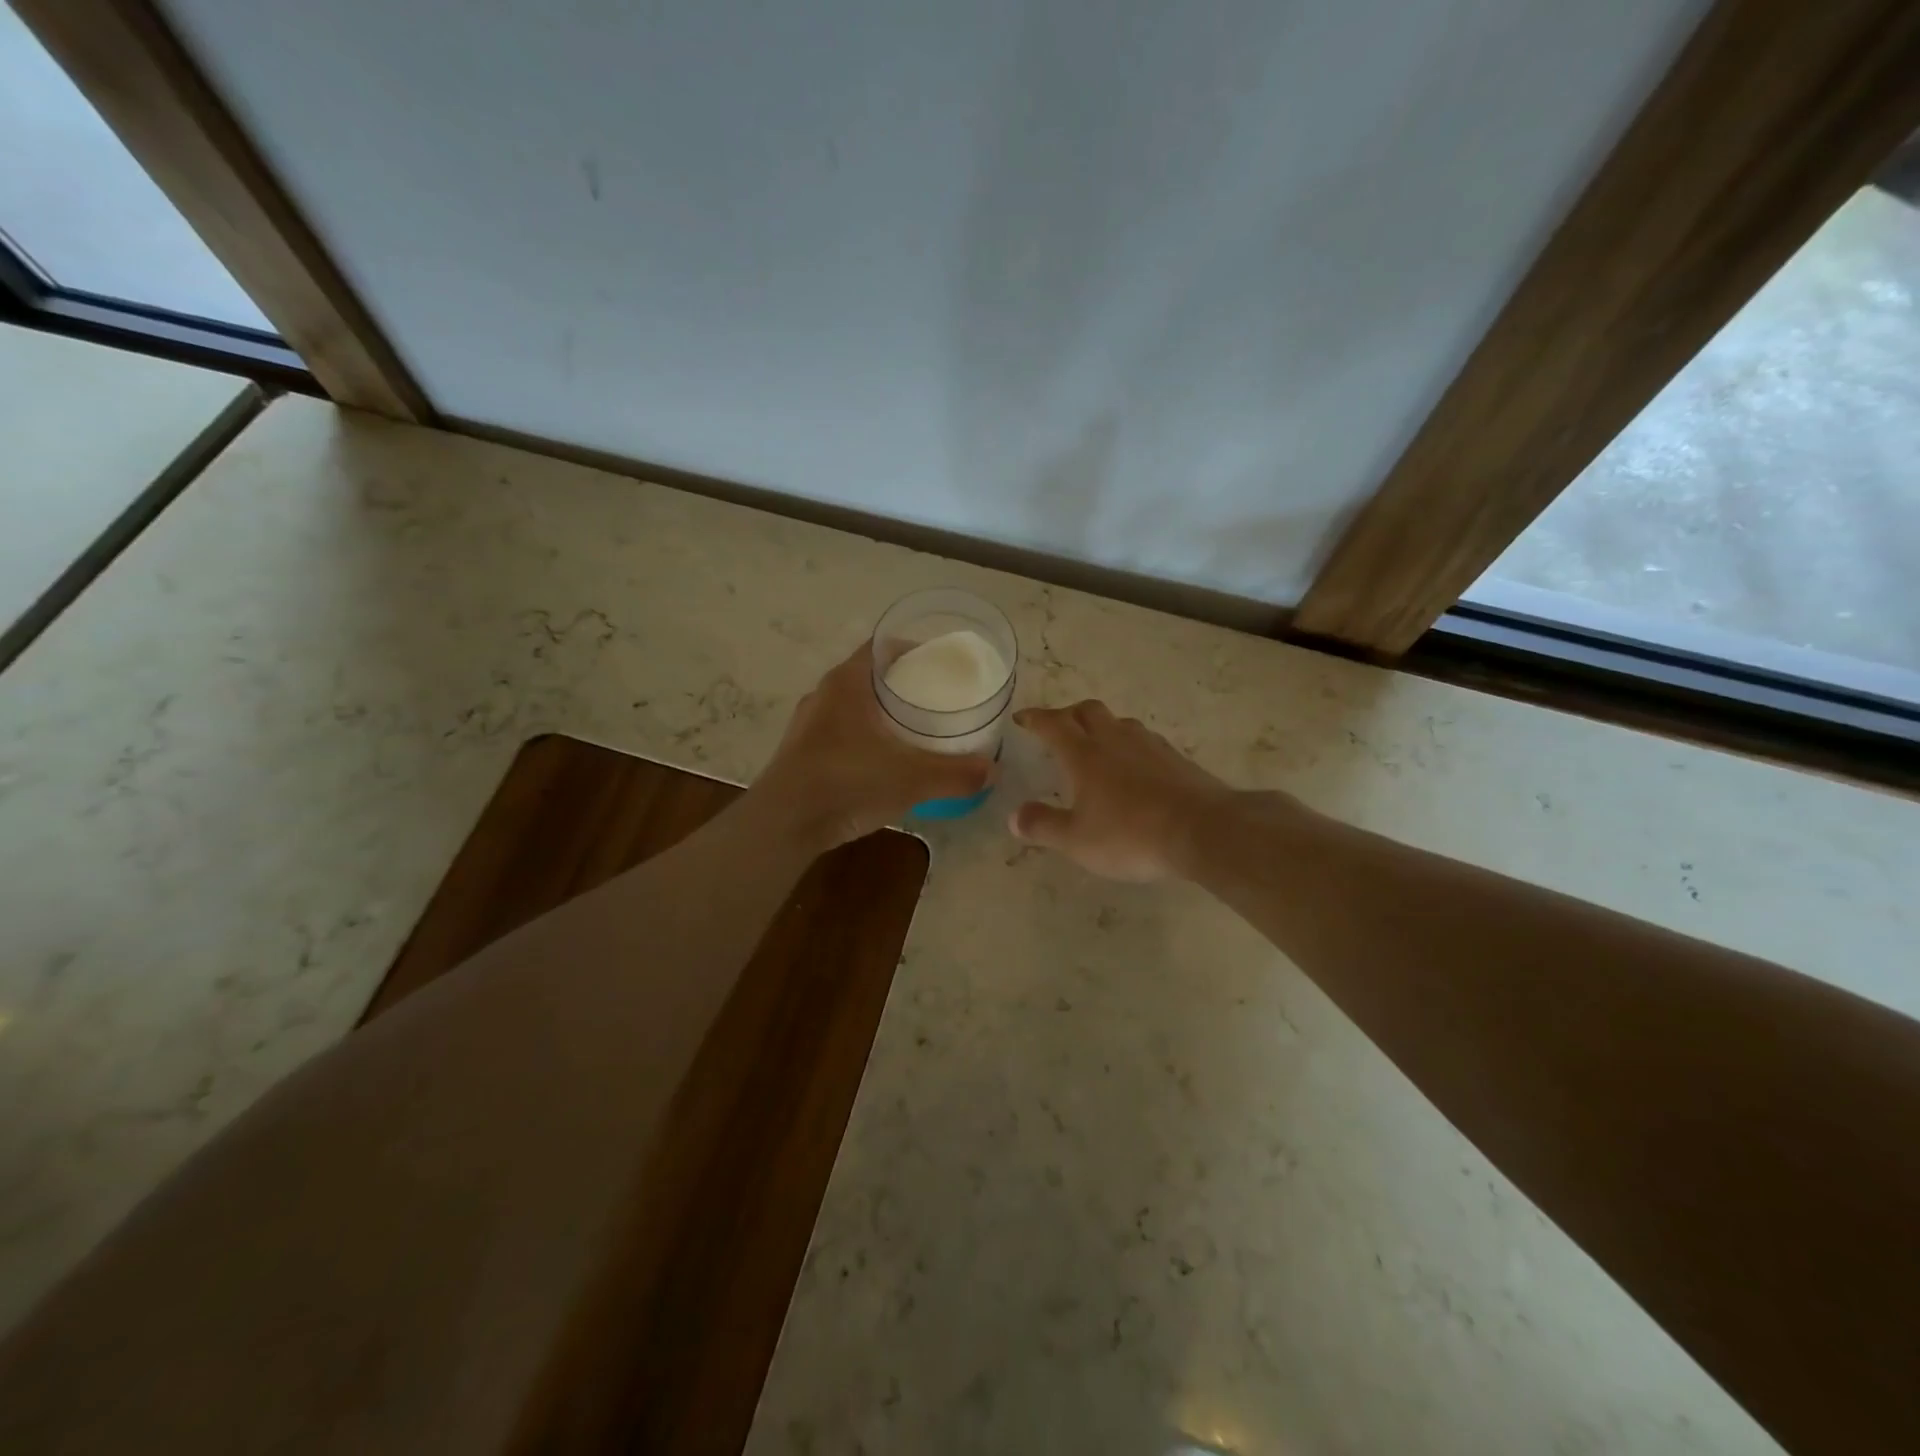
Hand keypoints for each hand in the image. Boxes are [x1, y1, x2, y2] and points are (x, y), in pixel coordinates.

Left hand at [752, 641, 995, 852]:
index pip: (883, 647)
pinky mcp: (802, 753)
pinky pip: (843, 733)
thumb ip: (954, 773)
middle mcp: (824, 695)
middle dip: (904, 684)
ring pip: (855, 707)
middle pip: (871, 676)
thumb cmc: (846, 782)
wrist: (783, 825)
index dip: (914, 649)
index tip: (943, 663)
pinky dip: (866, 738)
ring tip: (917, 730)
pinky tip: (886, 761)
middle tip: (938, 699)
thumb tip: (992, 771)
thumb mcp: (910, 778)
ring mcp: (809, 725)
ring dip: (883, 714)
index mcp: (846, 682)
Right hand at [1008, 701, 1237, 881]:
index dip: (1034, 718)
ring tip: (1096, 746)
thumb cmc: (1130, 835)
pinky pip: (1144, 740)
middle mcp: (1115, 739)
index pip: (1053, 724)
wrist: (1203, 831)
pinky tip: (1134, 767)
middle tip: (1058, 729)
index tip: (1021, 718)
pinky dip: (1130, 745)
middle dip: (1068, 714)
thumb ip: (1043, 826)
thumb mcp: (1077, 840)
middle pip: (1087, 710)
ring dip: (1102, 727)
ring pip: (1119, 722)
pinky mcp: (1176, 758)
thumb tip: (1014, 817)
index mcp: (1084, 754)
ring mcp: (1149, 745)